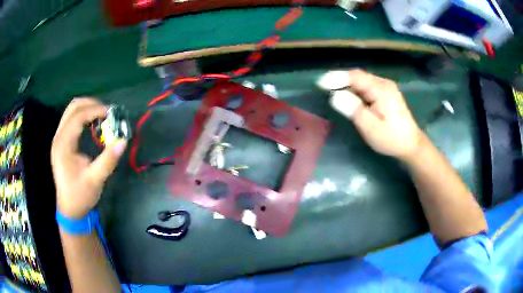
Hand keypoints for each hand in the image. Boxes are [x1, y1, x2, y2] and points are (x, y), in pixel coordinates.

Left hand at [51, 98, 126, 218]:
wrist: (69, 209)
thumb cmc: (80, 196)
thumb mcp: (95, 180)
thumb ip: (108, 160)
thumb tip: (123, 141)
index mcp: (63, 145)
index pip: (78, 117)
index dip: (95, 110)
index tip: (111, 113)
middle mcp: (59, 138)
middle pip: (73, 108)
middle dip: (91, 104)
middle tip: (107, 112)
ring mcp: (59, 139)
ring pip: (71, 111)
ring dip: (87, 108)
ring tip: (101, 116)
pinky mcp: (62, 143)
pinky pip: (71, 120)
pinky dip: (83, 116)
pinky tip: (92, 124)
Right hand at [320, 69, 424, 159]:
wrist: (411, 144)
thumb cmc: (391, 139)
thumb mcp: (371, 128)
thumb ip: (354, 110)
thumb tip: (335, 95)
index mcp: (381, 89)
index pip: (355, 76)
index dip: (336, 77)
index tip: (320, 83)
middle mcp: (383, 83)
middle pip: (358, 77)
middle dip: (340, 81)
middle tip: (324, 89)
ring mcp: (386, 87)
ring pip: (362, 81)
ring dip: (347, 86)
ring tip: (333, 93)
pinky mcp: (386, 93)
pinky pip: (366, 87)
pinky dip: (355, 90)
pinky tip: (350, 98)